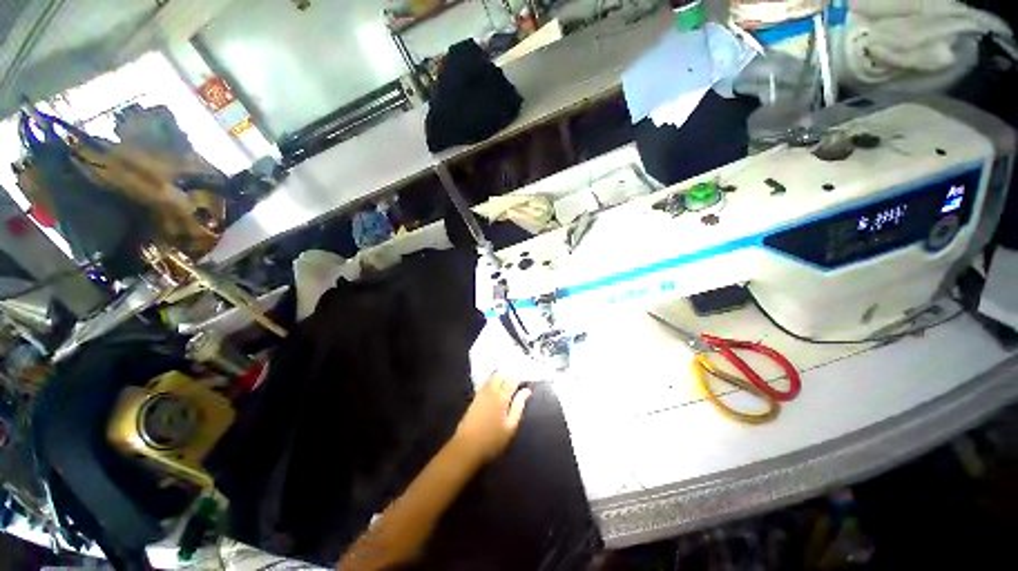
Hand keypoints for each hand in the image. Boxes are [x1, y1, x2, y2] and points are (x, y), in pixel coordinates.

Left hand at [452, 375, 531, 463]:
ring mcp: (480, 394)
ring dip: (500, 378)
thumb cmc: (492, 440)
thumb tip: (526, 391)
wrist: (466, 448)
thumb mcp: (511, 426)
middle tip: (517, 383)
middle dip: (509, 376)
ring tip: (508, 384)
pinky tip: (495, 389)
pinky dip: (492, 382)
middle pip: (500, 375)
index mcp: (501, 396)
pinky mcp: (474, 399)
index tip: (527, 382)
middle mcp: (490, 390)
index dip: (521, 379)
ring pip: (491, 378)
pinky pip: (485, 384)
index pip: (512, 380)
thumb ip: (519, 406)